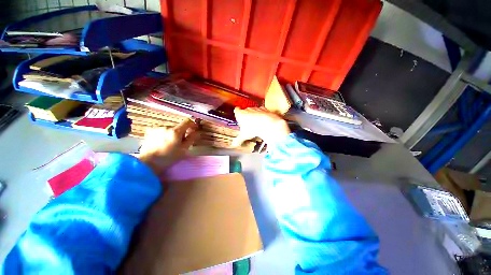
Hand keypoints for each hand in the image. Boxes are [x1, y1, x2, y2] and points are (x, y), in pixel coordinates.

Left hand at [138, 119, 199, 173]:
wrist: (148, 163)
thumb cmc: (169, 157)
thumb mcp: (184, 149)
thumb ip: (192, 139)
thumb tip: (198, 132)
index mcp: (175, 131)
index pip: (187, 121)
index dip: (192, 124)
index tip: (194, 130)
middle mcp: (166, 126)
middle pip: (178, 126)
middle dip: (182, 132)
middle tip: (181, 142)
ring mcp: (157, 128)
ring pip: (170, 128)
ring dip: (173, 133)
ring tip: (170, 144)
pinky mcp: (150, 131)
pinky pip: (162, 130)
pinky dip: (165, 134)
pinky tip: (162, 142)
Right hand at [232, 107, 289, 146]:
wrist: (266, 124)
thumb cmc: (252, 129)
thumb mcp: (244, 136)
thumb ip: (238, 140)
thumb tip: (234, 144)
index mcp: (240, 114)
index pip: (236, 110)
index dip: (237, 112)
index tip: (238, 115)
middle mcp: (247, 110)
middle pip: (245, 110)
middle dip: (246, 115)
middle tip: (247, 123)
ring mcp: (256, 108)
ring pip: (253, 110)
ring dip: (254, 114)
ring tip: (256, 122)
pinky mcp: (264, 109)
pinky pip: (261, 110)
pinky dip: (262, 114)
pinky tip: (263, 120)